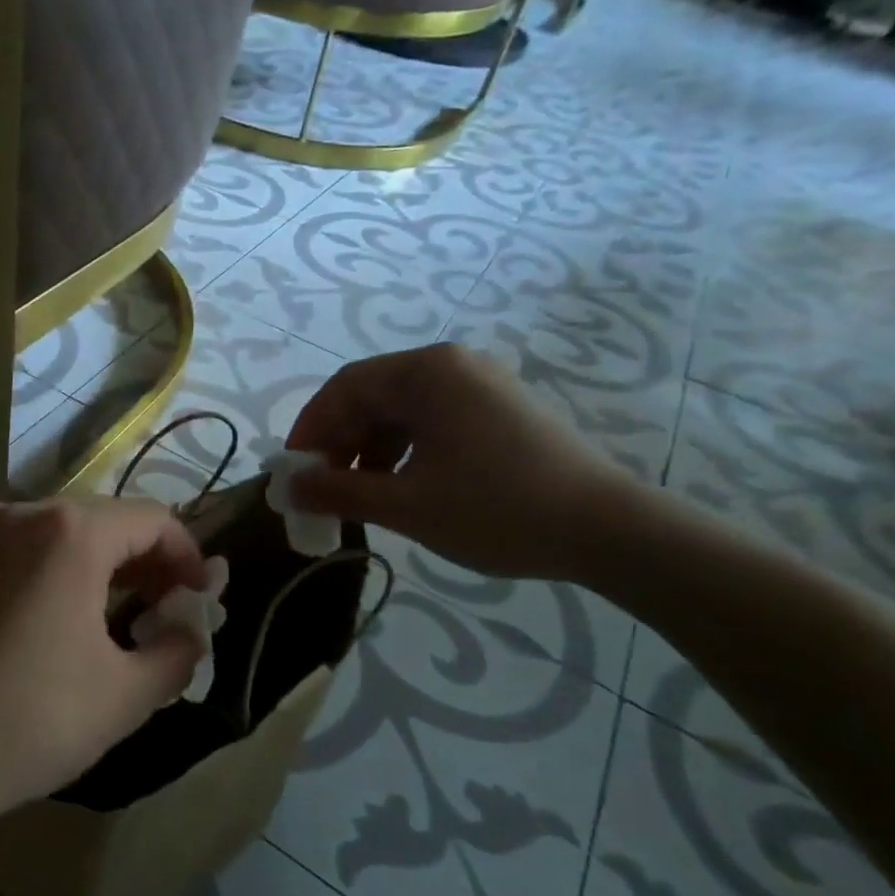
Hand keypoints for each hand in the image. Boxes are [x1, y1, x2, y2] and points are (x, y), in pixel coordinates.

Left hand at [0, 496, 208, 821]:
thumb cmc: (34, 718)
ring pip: (67, 529)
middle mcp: (27, 511)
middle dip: (148, 559)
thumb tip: (191, 629)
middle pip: (109, 518)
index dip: (187, 555)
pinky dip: (62, 564)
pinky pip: (29, 544)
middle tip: (168, 608)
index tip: (201, 597)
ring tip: (128, 611)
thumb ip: (178, 650)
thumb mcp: (128, 693)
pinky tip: (71, 610)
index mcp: (72, 531)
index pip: (153, 520)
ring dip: (106, 561)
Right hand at [286, 344, 643, 582]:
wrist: (609, 530)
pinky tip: (400, 486)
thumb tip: (286, 487)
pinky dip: (403, 450)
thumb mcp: (405, 504)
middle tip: (321, 488)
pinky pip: (432, 420)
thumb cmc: (496, 510)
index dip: (310, 429)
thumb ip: (337, 491)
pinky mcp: (500, 409)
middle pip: (372, 395)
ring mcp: (481, 384)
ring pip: (401, 410)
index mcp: (427, 372)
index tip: (293, 472)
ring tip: (358, 494)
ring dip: (369, 449)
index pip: (345, 388)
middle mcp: (452, 365)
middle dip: (339, 442)